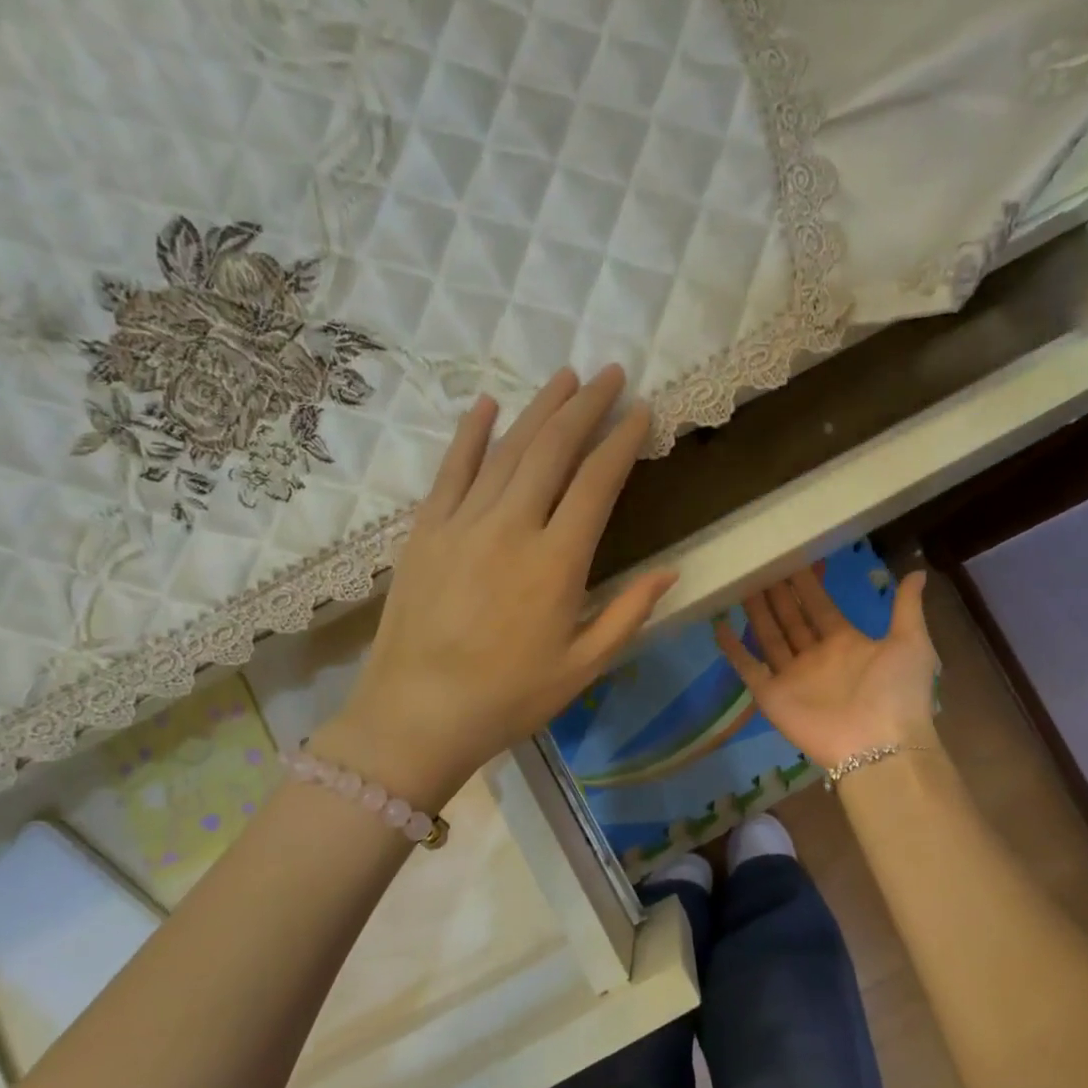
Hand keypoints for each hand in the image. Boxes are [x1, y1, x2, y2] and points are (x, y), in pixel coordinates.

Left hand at [319, 365, 676, 802]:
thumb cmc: (509, 698)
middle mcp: (511, 527)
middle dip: (586, 406)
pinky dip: (471, 435)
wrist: (417, 714)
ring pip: (507, 450)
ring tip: (566, 377)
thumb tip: (670, 571)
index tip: (642, 411)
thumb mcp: (583, 667)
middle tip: (611, 373)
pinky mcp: (425, 531)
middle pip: (553, 449)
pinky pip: (451, 470)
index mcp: (557, 562)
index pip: (597, 482)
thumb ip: (629, 614)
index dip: (622, 441)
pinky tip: (488, 406)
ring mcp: (462, 523)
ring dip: (539, 409)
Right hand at [715, 568, 939, 769]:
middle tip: (760, 565)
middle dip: (777, 594)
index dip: (806, 585)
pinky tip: (719, 626)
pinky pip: (748, 668)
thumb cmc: (896, 692)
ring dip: (756, 613)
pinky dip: (733, 650)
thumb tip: (917, 572)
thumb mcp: (911, 642)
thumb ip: (906, 608)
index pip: (820, 607)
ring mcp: (792, 677)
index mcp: (846, 643)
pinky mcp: (772, 696)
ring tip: (740, 585)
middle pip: (791, 619)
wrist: (880, 745)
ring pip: (769, 637)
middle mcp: (816, 657)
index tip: (792, 559)